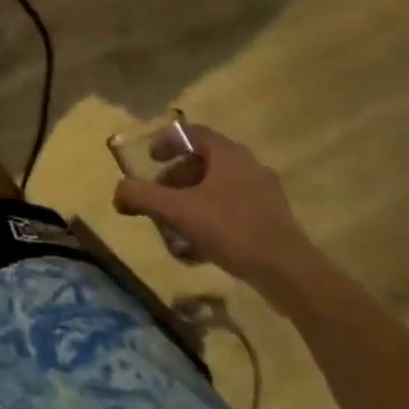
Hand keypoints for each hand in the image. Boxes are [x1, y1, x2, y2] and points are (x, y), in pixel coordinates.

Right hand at [112, 125, 315, 288]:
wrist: (291, 275)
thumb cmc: (231, 229)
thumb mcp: (176, 210)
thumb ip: (141, 196)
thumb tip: (117, 192)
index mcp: (228, 153)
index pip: (191, 133)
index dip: (166, 142)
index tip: (151, 159)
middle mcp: (249, 165)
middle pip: (204, 161)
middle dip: (176, 176)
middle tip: (160, 194)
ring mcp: (265, 194)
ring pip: (219, 186)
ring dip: (193, 198)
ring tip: (177, 223)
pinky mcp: (274, 221)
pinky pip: (234, 208)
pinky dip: (212, 216)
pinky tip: (201, 245)